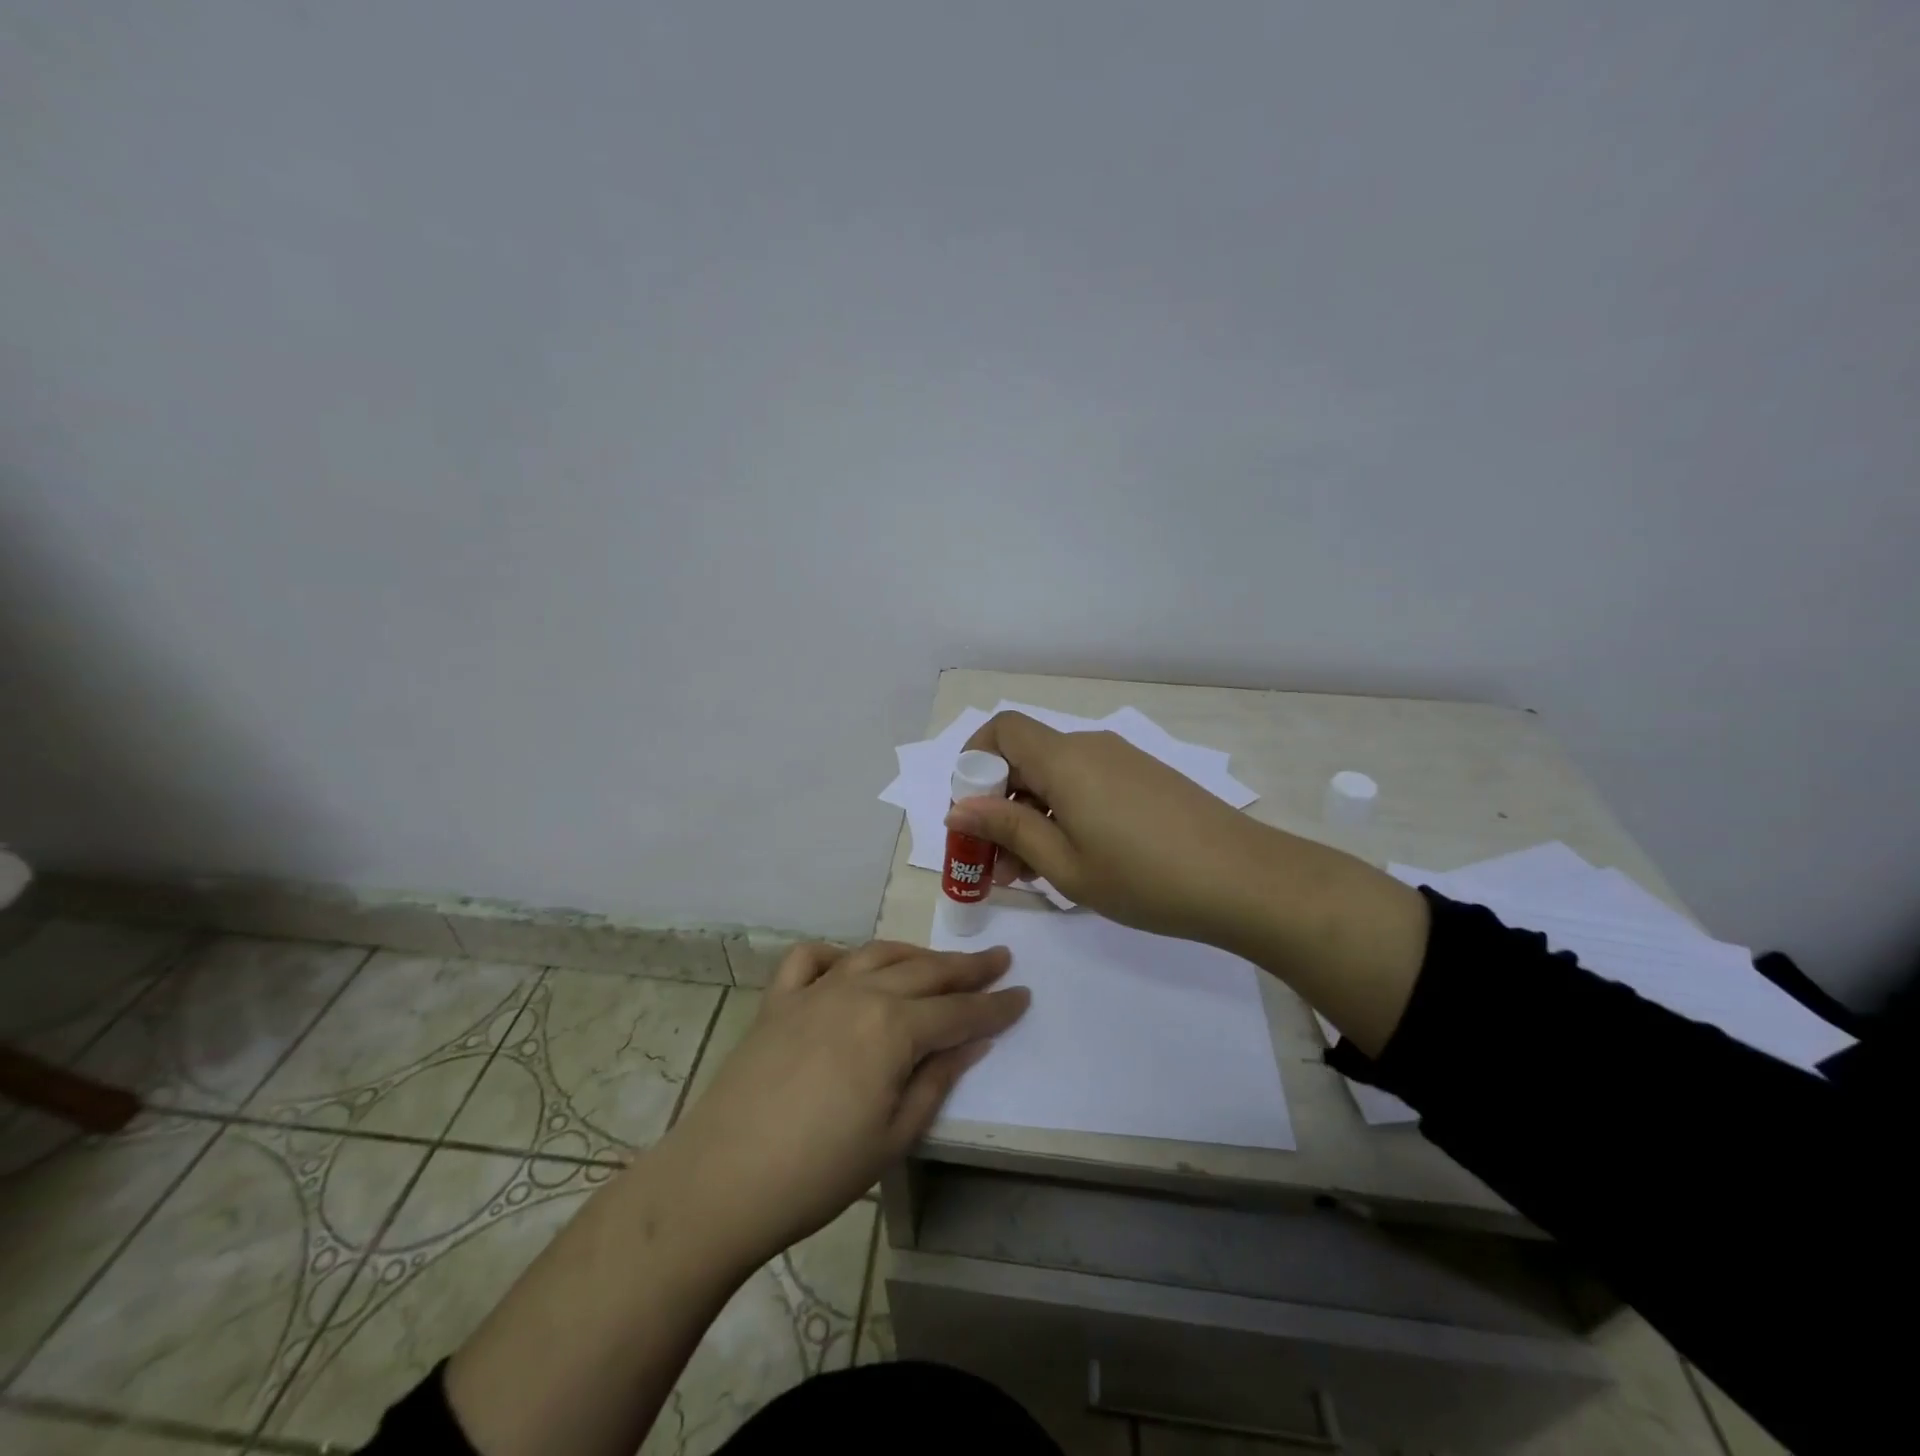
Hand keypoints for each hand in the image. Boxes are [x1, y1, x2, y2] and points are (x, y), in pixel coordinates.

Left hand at [657, 940, 1027, 1270]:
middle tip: (998, 958)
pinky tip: (849, 968)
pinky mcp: (778, 1000)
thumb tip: (972, 1043)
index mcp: (894, 1028)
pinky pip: (811, 959)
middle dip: (967, 968)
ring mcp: (815, 991)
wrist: (722, 1181)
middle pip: (925, 972)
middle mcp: (860, 993)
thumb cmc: (818, 1173)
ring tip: (938, 961)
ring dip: (914, 955)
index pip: (959, 1011)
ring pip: (876, 955)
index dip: (996, 1005)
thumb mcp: (895, 1136)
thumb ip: (937, 1080)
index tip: (1024, 994)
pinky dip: (837, 956)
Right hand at [944, 711, 1276, 946]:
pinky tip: (1074, 859)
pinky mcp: (1145, 778)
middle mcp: (1090, 747)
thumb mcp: (1065, 863)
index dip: (974, 760)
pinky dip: (1065, 813)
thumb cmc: (1144, 877)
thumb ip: (1008, 829)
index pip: (1002, 729)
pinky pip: (1087, 784)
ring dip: (1032, 814)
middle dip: (1000, 802)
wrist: (1245, 880)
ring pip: (1057, 776)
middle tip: (996, 863)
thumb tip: (958, 807)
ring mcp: (1122, 761)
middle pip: (1026, 757)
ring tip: (1031, 873)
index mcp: (1064, 760)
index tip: (970, 811)